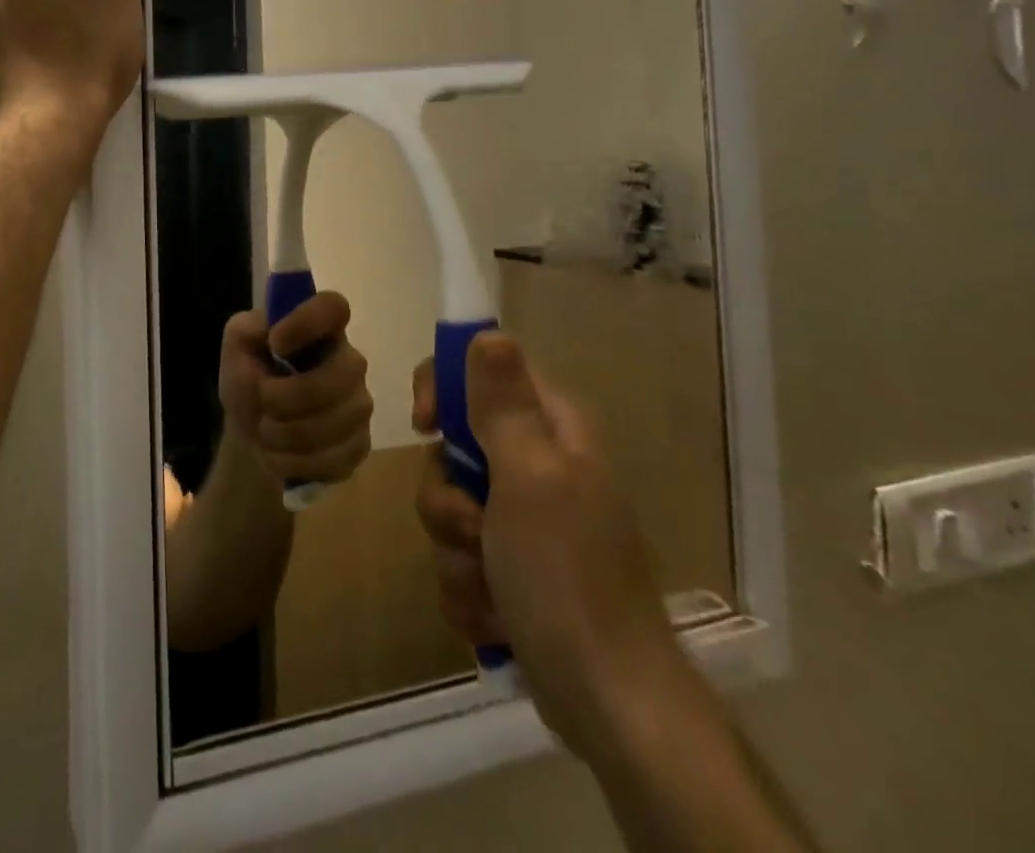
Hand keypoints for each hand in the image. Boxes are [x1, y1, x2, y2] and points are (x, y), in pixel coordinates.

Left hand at [219, 292, 372, 487]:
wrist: (254, 432)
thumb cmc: (249, 378)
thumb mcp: (236, 348)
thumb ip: (246, 328)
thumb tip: (269, 327)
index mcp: (319, 329)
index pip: (334, 306)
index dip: (307, 322)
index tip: (276, 344)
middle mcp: (348, 361)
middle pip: (344, 372)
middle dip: (292, 396)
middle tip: (263, 400)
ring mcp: (359, 404)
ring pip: (339, 421)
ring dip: (288, 433)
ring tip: (265, 431)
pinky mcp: (359, 445)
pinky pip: (337, 458)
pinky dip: (297, 462)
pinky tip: (280, 455)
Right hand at [412, 334, 681, 756]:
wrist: (609, 704)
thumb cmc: (566, 575)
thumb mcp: (529, 477)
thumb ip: (502, 404)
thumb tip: (487, 331)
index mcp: (551, 430)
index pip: (480, 371)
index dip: (442, 388)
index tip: (425, 425)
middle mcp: (538, 465)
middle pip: (452, 449)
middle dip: (447, 497)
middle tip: (473, 528)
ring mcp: (524, 520)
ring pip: (448, 507)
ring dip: (455, 551)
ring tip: (489, 586)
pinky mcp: (512, 568)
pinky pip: (458, 556)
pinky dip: (467, 587)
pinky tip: (494, 616)